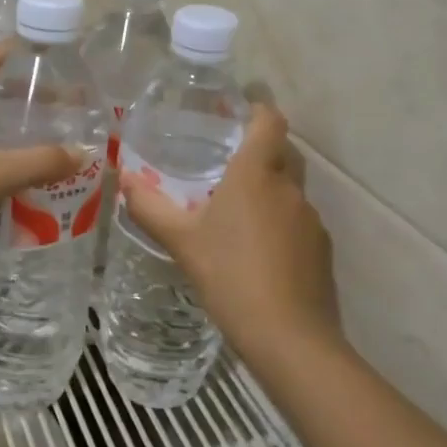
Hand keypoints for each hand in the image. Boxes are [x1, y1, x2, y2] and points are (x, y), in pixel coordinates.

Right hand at [119, 103, 340, 361]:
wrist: (289, 337)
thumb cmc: (230, 275)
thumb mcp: (181, 242)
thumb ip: (150, 207)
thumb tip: (124, 179)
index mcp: (256, 173)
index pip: (269, 120)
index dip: (258, 109)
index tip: (238, 111)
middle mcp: (289, 187)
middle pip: (283, 152)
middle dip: (261, 151)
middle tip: (227, 165)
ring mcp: (311, 219)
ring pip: (290, 191)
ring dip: (269, 193)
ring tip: (238, 215)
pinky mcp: (322, 249)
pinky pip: (299, 223)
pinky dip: (281, 226)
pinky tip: (260, 254)